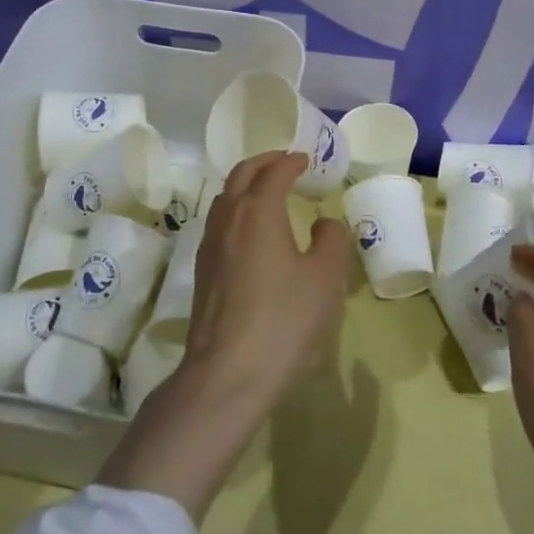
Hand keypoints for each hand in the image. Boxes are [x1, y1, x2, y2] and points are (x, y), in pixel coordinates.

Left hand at [180, 150, 352, 410]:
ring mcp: (210, 243)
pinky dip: (237, 208)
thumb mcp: (324, 280)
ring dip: (247, 183)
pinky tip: (251, 230)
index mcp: (258, 210)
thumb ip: (330, 242)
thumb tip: (324, 223)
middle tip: (285, 162)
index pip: (274, 171)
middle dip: (264, 162)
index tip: (306, 159)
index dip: (292, 161)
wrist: (226, 374)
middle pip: (242, 174)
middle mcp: (229, 217)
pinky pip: (220, 220)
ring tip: (268, 191)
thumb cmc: (282, 321)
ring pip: (226, 196)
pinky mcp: (203, 269)